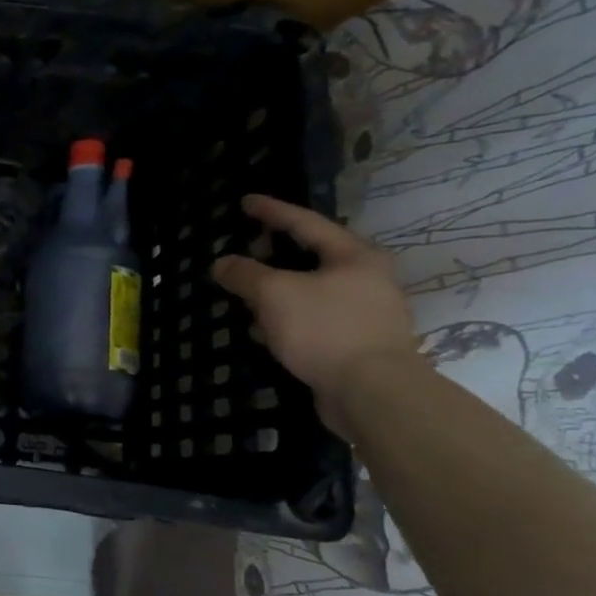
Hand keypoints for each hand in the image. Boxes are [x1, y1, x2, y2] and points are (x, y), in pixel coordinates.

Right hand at [211, 194, 418, 434]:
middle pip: (311, 256)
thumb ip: (244, 274)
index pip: (305, 223)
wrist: (372, 393)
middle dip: (273, 255)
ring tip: (246, 295)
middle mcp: (365, 279)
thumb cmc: (325, 329)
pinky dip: (287, 318)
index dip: (271, 211)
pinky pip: (313, 319)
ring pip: (310, 291)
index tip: (245, 201)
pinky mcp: (356, 343)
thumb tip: (222, 263)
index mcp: (353, 256)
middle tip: (245, 252)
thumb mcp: (273, 294)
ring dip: (277, 291)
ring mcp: (364, 313)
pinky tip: (263, 330)